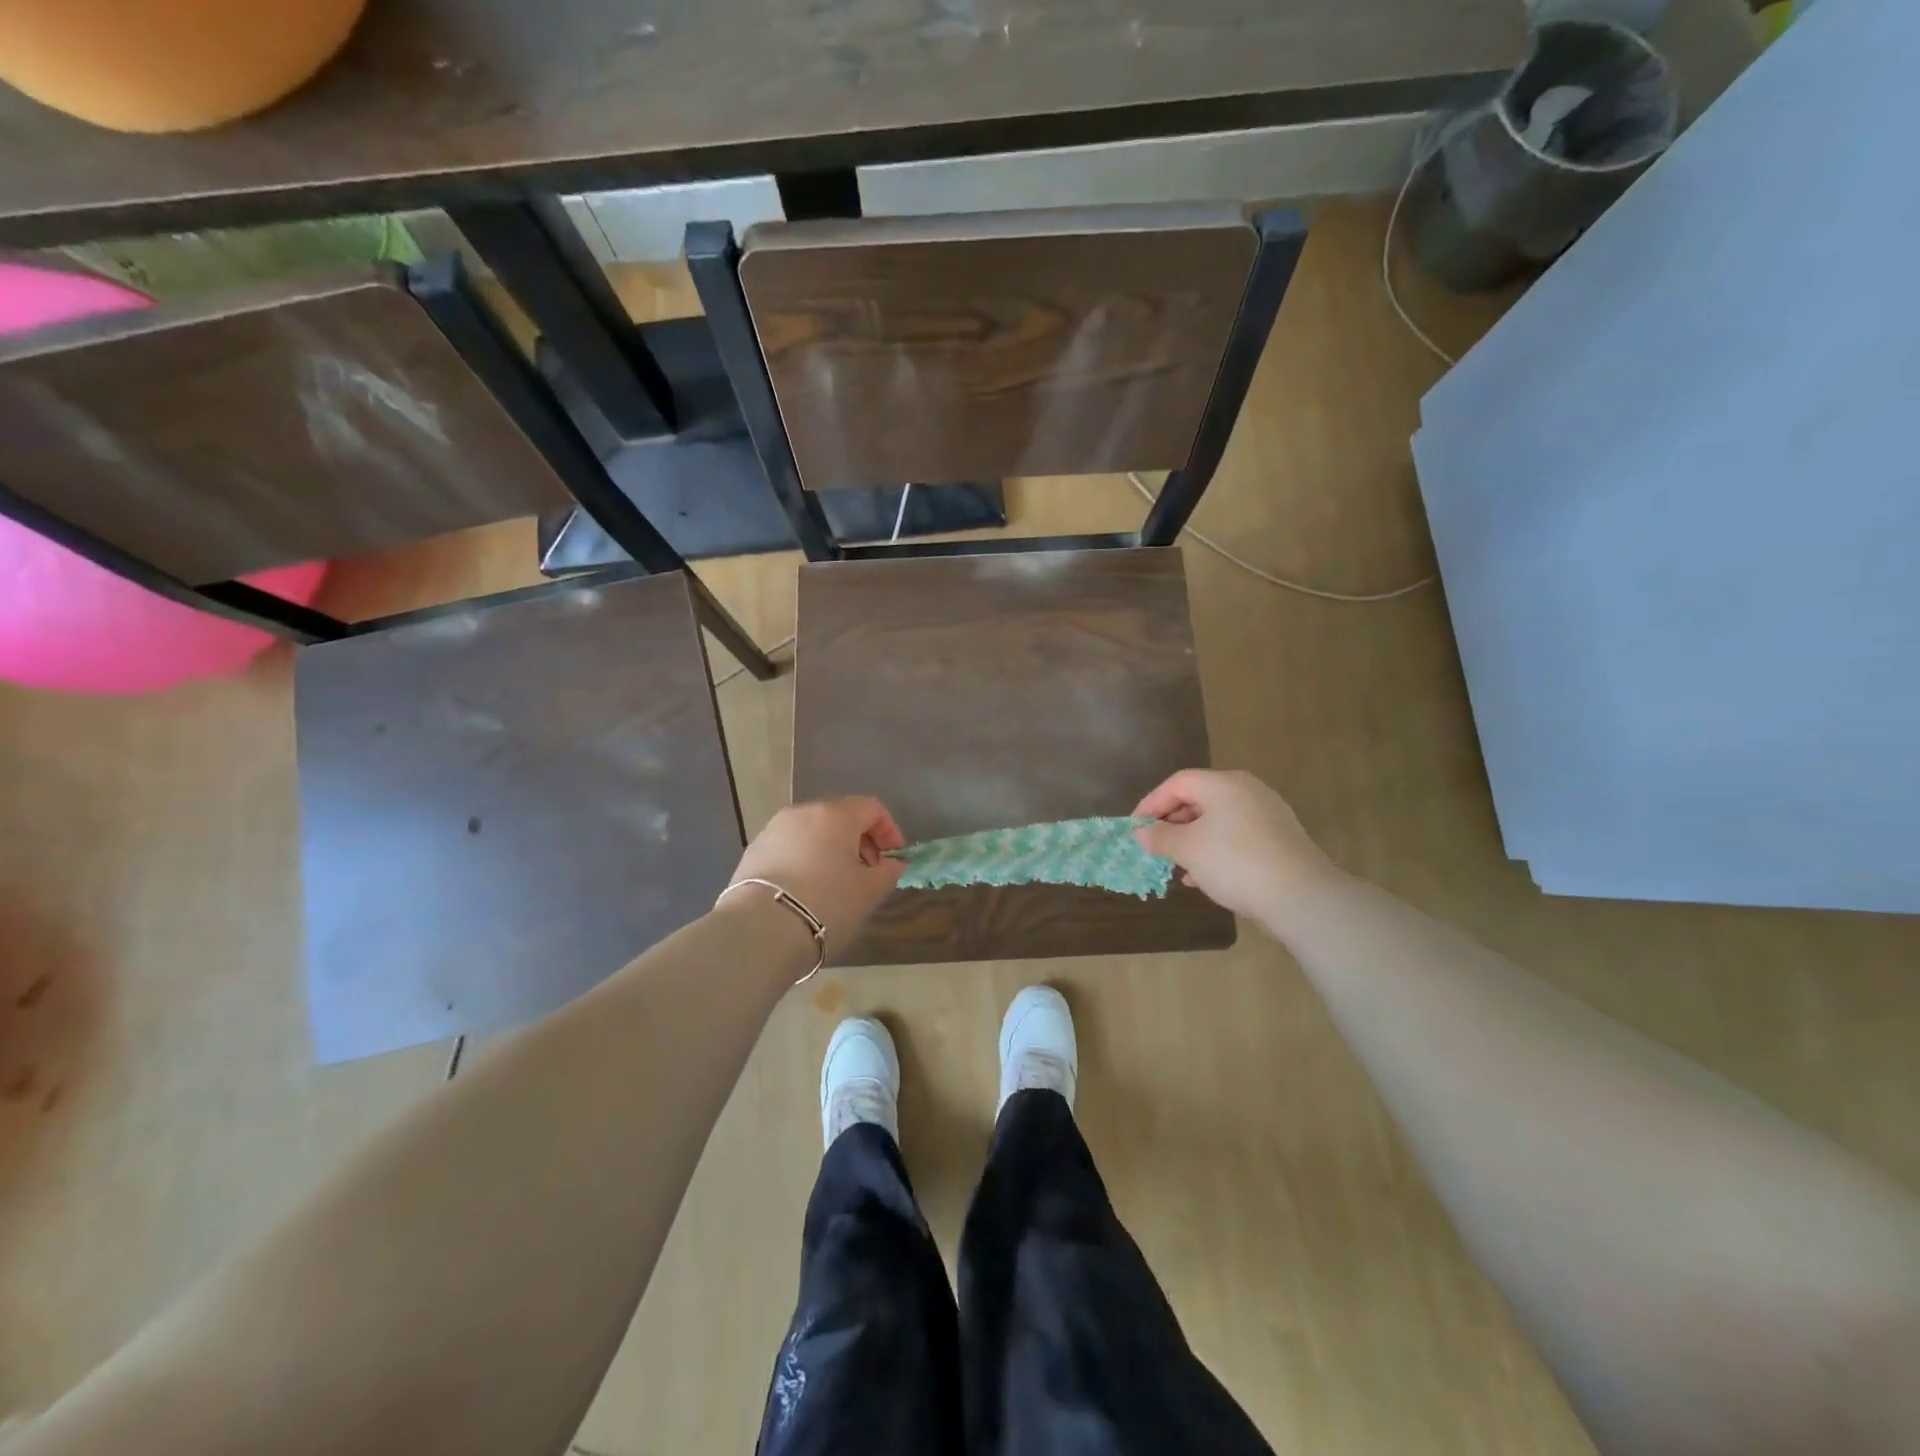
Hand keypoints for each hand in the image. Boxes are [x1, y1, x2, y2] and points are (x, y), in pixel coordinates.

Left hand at [724, 797, 906, 956]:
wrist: (760, 930)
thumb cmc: (826, 904)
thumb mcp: (869, 892)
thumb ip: (888, 872)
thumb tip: (892, 863)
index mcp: (835, 815)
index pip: (871, 808)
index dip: (889, 830)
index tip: (893, 859)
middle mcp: (803, 812)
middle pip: (840, 816)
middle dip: (859, 841)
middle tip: (868, 872)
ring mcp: (773, 830)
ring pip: (813, 832)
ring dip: (831, 850)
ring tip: (836, 883)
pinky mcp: (753, 851)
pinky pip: (790, 847)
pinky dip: (805, 860)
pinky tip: (806, 890)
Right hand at [1133, 770, 1337, 920]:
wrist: (1300, 896)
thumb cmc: (1235, 862)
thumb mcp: (1188, 849)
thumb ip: (1160, 837)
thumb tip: (1142, 832)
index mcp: (1223, 784)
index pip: (1177, 783)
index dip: (1151, 804)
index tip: (1135, 828)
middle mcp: (1247, 791)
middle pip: (1198, 798)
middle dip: (1172, 823)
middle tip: (1154, 846)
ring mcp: (1267, 814)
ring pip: (1217, 820)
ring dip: (1192, 840)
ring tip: (1176, 865)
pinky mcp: (1278, 839)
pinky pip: (1236, 836)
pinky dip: (1215, 850)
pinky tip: (1204, 877)